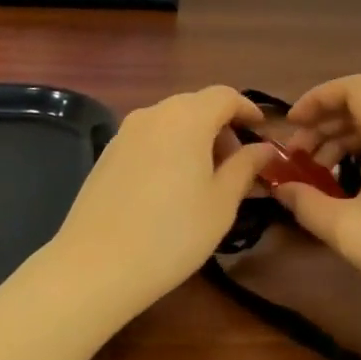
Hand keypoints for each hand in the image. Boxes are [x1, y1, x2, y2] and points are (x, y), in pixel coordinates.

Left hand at [42, 86, 274, 313]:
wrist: (97, 263)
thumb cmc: (173, 233)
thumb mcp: (221, 203)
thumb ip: (245, 167)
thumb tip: (263, 148)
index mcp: (186, 117)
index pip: (224, 96)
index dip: (247, 109)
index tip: (262, 131)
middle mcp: (153, 113)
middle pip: (195, 105)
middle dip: (220, 126)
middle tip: (236, 163)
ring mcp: (125, 131)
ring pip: (170, 121)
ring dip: (194, 137)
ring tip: (206, 177)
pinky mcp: (107, 152)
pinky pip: (148, 137)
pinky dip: (168, 147)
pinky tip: (171, 185)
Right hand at [277, 74, 360, 330]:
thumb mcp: (348, 232)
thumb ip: (306, 203)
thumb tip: (280, 186)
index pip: (354, 87)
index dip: (316, 97)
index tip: (291, 127)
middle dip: (323, 125)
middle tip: (296, 159)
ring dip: (342, 143)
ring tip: (317, 177)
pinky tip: (351, 192)